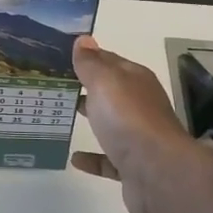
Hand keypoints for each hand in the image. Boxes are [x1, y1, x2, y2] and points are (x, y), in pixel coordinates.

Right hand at [71, 34, 211, 212]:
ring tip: (62, 117)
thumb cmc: (128, 119)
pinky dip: (93, 158)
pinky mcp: (133, 167)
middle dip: (86, 88)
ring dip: (92, 120)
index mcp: (135, 80)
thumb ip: (91, 63)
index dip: (87, 57)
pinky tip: (75, 158)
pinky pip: (109, 159)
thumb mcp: (105, 82)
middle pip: (110, 92)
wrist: (157, 173)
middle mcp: (140, 105)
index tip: (59, 57)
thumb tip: (84, 39)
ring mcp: (138, 138)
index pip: (109, 61)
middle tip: (55, 86)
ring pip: (111, 125)